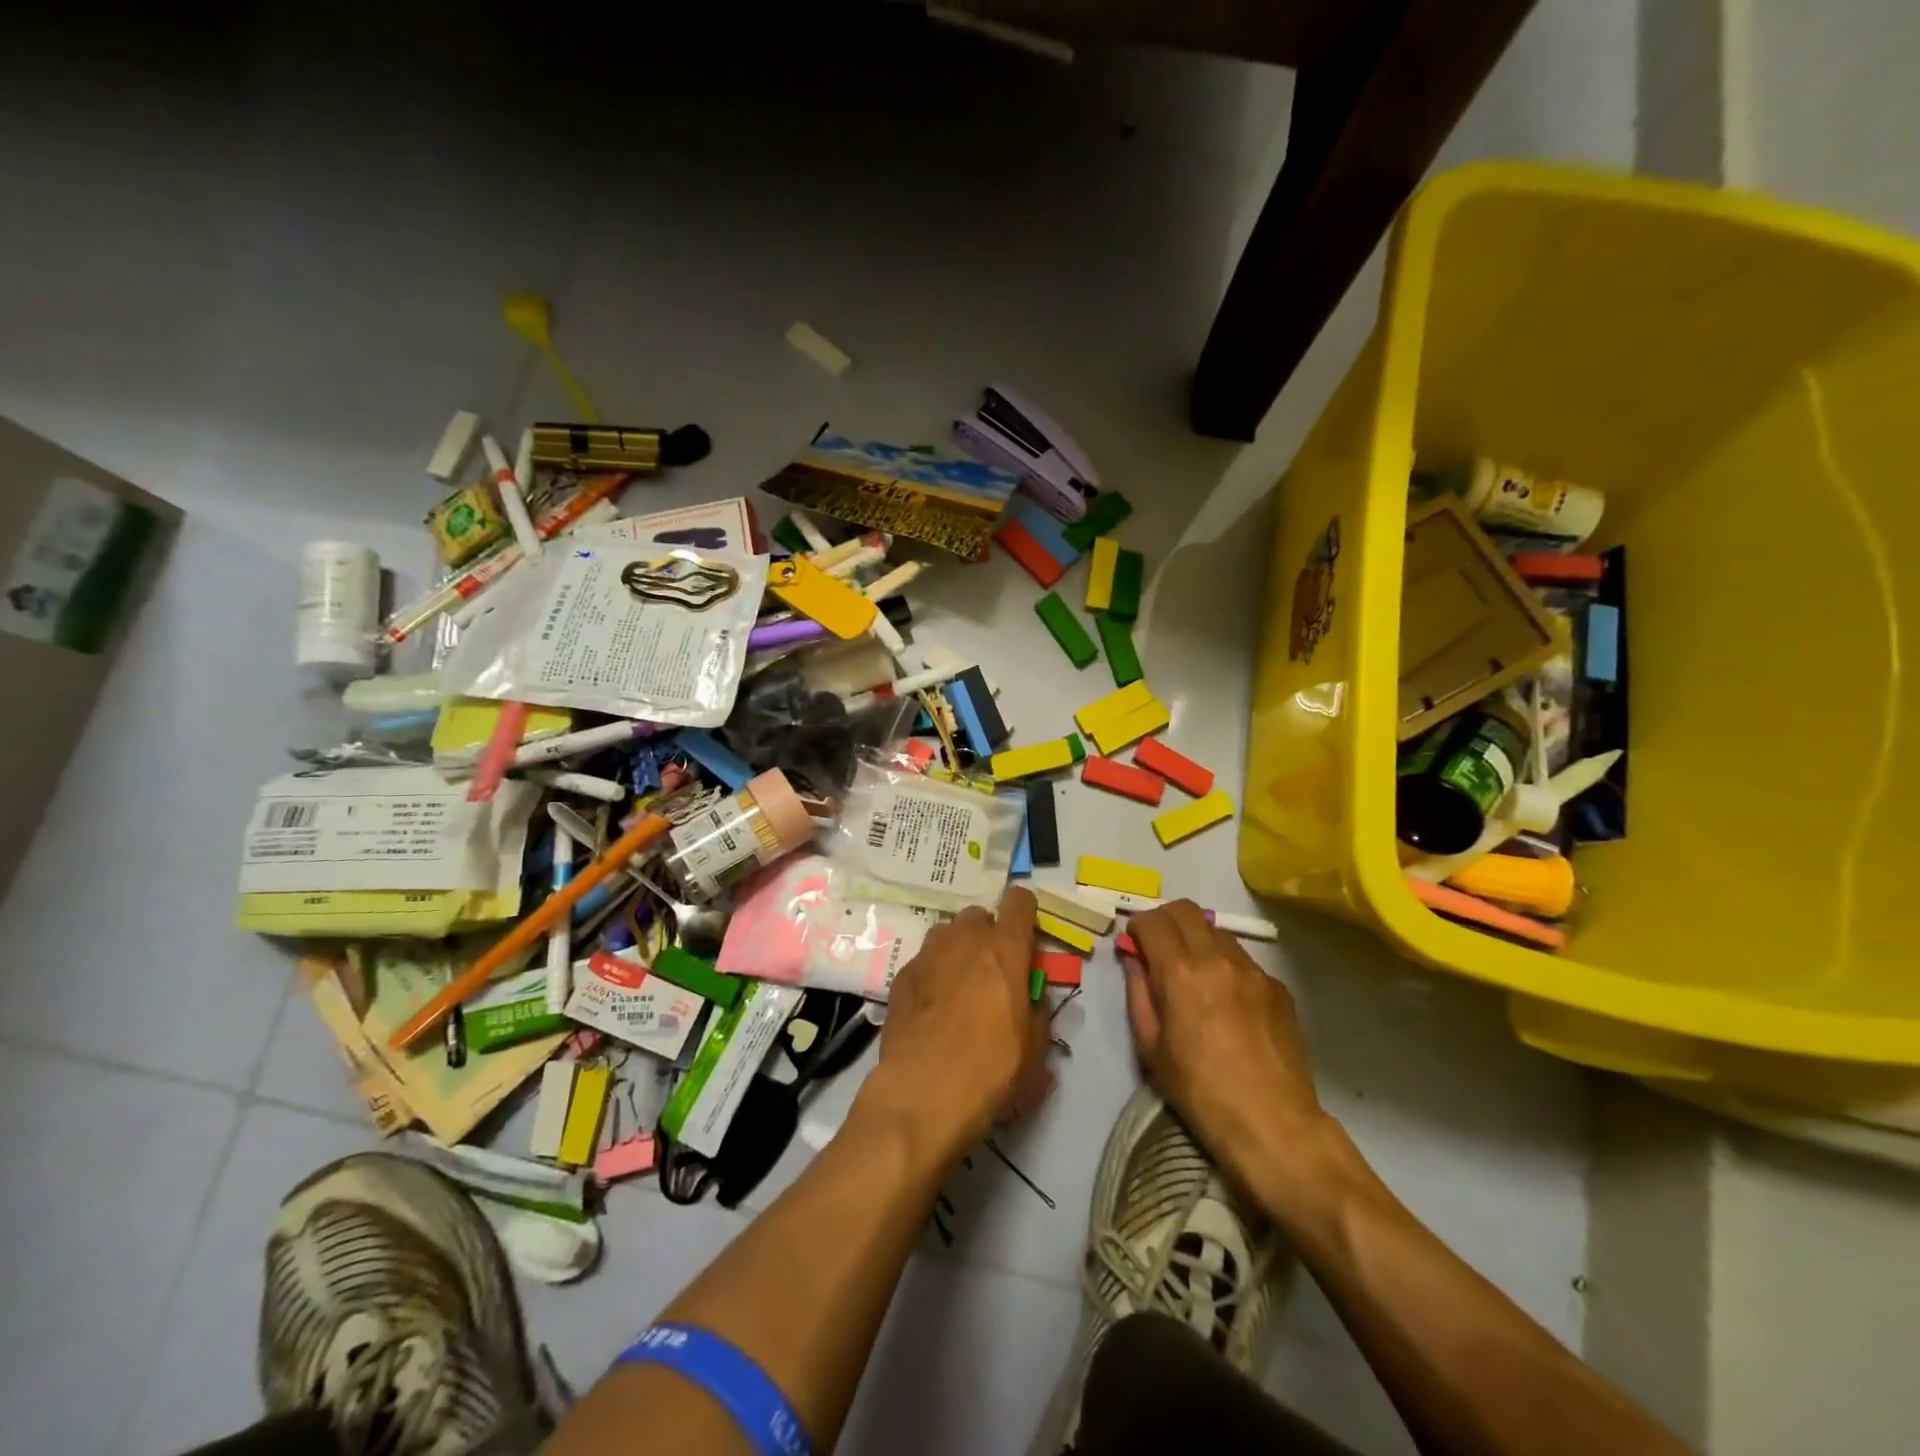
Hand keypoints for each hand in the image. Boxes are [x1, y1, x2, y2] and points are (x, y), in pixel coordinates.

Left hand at [868, 886, 1045, 1160]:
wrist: (922, 1094)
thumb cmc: (990, 1071)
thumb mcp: (1034, 1048)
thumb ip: (1036, 1010)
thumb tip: (1030, 997)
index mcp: (1005, 951)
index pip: (1018, 901)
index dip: (1024, 910)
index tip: (1026, 931)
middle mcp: (965, 941)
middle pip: (978, 915)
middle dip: (987, 934)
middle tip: (991, 969)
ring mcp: (929, 955)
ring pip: (947, 933)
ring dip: (957, 948)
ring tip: (959, 983)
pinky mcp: (901, 976)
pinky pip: (923, 961)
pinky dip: (932, 973)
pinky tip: (931, 1006)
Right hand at [1123, 901, 1325, 1204]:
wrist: (1273, 1125)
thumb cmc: (1200, 1091)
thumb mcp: (1151, 1047)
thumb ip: (1138, 993)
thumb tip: (1133, 959)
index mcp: (1181, 973)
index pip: (1153, 921)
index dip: (1138, 927)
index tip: (1134, 945)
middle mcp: (1218, 959)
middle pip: (1186, 910)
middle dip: (1165, 920)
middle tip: (1158, 947)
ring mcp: (1253, 970)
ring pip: (1216, 931)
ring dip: (1196, 939)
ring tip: (1193, 974)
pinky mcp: (1277, 987)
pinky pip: (1243, 959)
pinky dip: (1225, 965)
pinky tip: (1226, 1000)